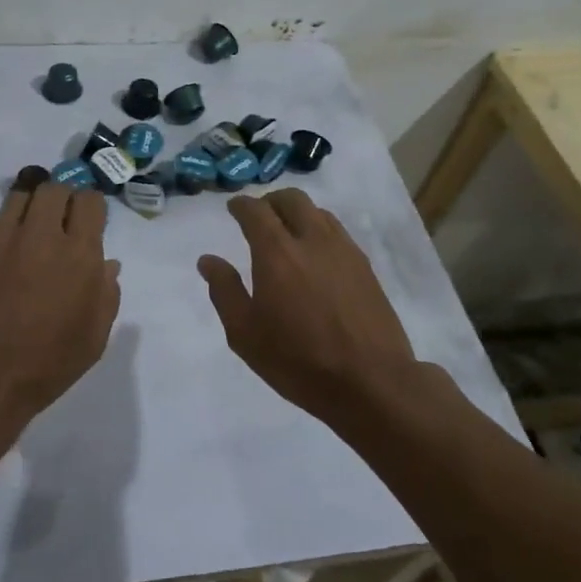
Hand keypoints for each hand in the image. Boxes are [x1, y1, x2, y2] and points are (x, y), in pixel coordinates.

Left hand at [0, 181, 121, 417]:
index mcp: (78, 254)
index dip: (91, 208)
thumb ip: (106, 294)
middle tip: (60, 223)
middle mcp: (41, 234)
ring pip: (21, 194)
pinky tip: (3, 255)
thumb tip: (107, 264)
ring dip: (31, 206)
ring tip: (30, 230)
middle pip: (54, 188)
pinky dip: (4, 228)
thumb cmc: (44, 366)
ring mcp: (2, 237)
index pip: (90, 201)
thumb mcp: (93, 338)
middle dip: (62, 199)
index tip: (88, 223)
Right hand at [198, 189, 418, 422]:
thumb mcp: (245, 334)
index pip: (256, 211)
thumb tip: (208, 260)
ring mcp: (343, 250)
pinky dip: (320, 230)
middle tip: (259, 217)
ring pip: (318, 211)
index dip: (241, 205)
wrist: (372, 382)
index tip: (234, 208)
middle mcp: (312, 240)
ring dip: (298, 213)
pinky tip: (316, 255)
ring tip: (288, 234)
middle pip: (291, 199)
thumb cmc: (299, 360)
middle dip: (270, 201)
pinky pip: (338, 232)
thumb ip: (225, 291)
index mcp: (277, 252)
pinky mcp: (365, 266)